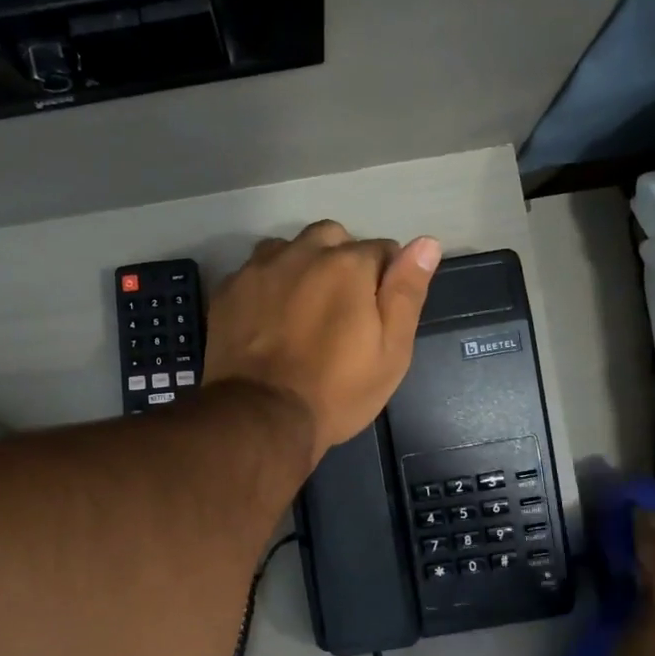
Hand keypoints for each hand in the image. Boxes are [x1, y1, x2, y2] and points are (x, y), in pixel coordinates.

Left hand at [204, 220, 440, 465]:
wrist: (262, 417)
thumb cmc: (338, 390)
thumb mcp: (391, 351)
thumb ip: (407, 292)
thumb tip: (427, 242)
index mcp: (348, 264)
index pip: (381, 250)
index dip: (385, 280)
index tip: (377, 314)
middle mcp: (301, 252)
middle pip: (331, 239)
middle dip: (342, 262)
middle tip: (340, 309)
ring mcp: (258, 269)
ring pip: (289, 249)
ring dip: (300, 266)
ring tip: (302, 309)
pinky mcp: (228, 289)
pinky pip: (255, 272)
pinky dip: (267, 286)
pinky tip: (268, 319)